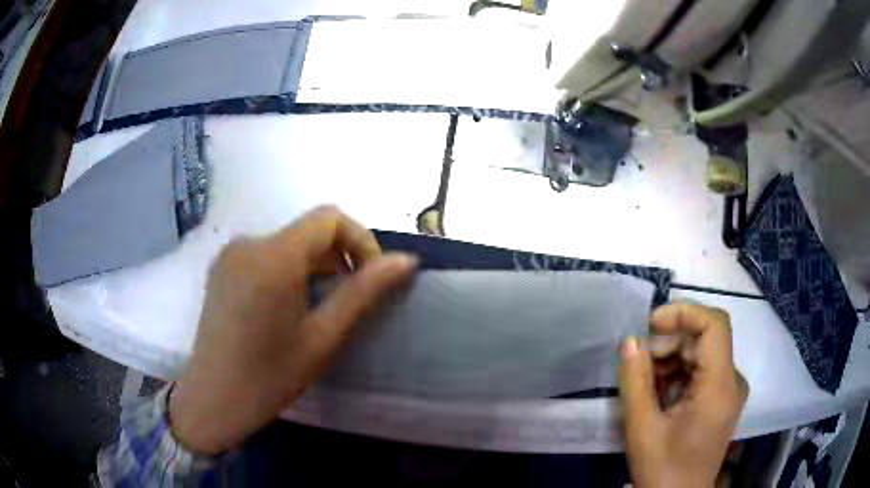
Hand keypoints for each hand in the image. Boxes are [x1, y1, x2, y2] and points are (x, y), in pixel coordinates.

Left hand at [169, 206, 417, 454]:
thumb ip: (364, 292)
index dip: (360, 240)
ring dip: (313, 266)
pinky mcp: (221, 267)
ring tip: (317, 308)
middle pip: (308, 230)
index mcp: (275, 255)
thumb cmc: (270, 376)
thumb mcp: (324, 336)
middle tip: (347, 301)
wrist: (213, 399)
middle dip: (338, 257)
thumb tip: (406, 260)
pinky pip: (265, 254)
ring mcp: (230, 253)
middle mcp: (249, 242)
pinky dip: (288, 270)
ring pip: (288, 242)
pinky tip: (285, 308)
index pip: (330, 218)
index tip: (369, 278)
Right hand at [619, 303, 748, 487]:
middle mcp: (732, 381)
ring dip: (671, 361)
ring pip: (701, 354)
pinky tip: (658, 395)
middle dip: (669, 344)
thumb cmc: (663, 470)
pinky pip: (702, 371)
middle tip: (637, 365)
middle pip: (704, 339)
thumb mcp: (642, 429)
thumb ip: (635, 382)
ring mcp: (729, 390)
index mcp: (720, 386)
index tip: (650, 326)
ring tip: (644, 385)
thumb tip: (629, 341)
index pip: (714, 324)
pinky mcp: (722, 400)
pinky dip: (678, 375)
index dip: (684, 313)